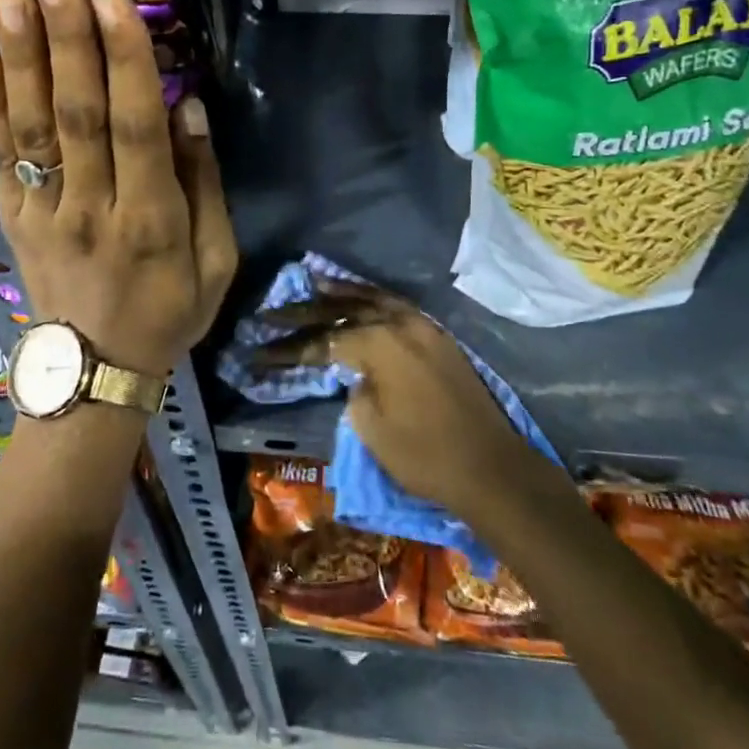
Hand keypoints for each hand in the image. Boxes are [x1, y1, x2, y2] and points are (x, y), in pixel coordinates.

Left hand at [0, 0, 237, 376]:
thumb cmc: (168, 311)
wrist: (93, 372)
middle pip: (75, 116)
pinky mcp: (11, 217)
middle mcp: (90, 209)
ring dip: (21, 58)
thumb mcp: (216, 261)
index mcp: (150, 221)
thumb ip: (204, 183)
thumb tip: (186, 105)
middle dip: (66, 39)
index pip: (135, 128)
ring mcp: (42, 213)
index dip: (124, 62)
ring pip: (31, 128)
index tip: (112, 0)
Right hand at [255, 281, 541, 522]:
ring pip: (373, 300)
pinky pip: (396, 307)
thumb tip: (355, 374)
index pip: (322, 340)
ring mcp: (422, 326)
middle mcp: (399, 323)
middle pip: (343, 310)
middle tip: (271, 313)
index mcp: (379, 343)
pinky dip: (373, 299)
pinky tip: (360, 298)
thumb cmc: (424, 454)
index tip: (258, 351)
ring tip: (314, 281)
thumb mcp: (371, 426)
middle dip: (304, 313)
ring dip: (341, 292)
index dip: (288, 348)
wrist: (490, 468)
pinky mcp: (436, 337)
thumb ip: (354, 388)